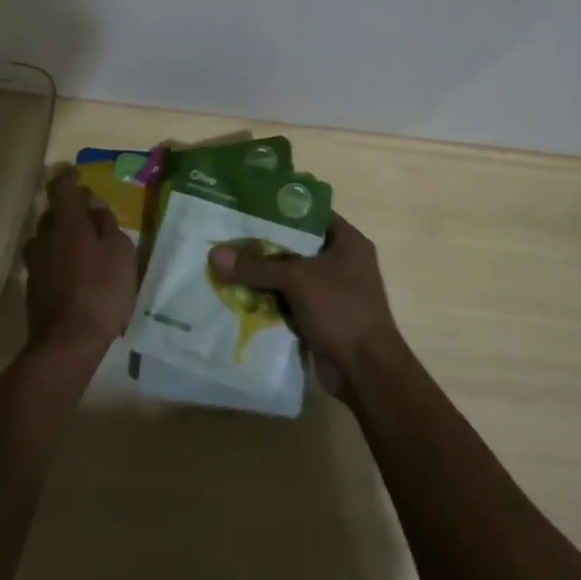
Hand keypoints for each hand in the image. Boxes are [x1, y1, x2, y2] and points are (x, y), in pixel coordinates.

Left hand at [21, 167, 137, 356]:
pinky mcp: (32, 286)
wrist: (67, 342)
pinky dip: (57, 257)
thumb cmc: (102, 291)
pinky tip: (73, 271)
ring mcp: (35, 262)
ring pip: (46, 237)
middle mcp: (45, 236)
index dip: (68, 178)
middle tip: (90, 215)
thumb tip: (94, 205)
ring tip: (82, 245)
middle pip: (53, 213)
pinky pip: (45, 260)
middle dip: (69, 209)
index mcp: (67, 222)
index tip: (77, 174)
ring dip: (61, 235)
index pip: (61, 188)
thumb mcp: (120, 253)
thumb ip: (107, 224)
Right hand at [210, 215, 403, 398]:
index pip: (310, 214)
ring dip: (263, 276)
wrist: (366, 371)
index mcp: (348, 241)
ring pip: (290, 276)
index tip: (247, 208)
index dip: (280, 210)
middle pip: (296, 246)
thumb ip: (257, 265)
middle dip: (264, 246)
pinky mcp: (322, 317)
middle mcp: (342, 262)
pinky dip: (269, 300)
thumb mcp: (297, 279)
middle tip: (228, 238)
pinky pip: (290, 301)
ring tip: (226, 264)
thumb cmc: (341, 309)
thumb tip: (215, 254)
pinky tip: (238, 296)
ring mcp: (332, 292)